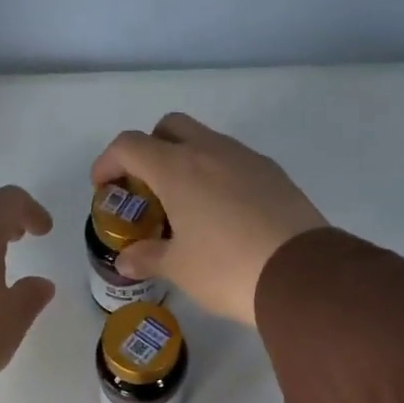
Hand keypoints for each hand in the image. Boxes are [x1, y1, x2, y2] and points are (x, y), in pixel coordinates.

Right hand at [89, 113, 326, 326]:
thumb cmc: (226, 269)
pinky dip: (217, 175)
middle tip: (146, 189)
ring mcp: (247, 158)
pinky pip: (235, 161)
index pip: (130, 145)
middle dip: (150, 150)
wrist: (300, 275)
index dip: (108, 162)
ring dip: (186, 161)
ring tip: (185, 205)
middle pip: (169, 127)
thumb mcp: (179, 268)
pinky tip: (222, 214)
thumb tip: (125, 261)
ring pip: (206, 141)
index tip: (104, 187)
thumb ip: (147, 257)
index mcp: (177, 169)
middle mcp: (211, 151)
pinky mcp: (274, 174)